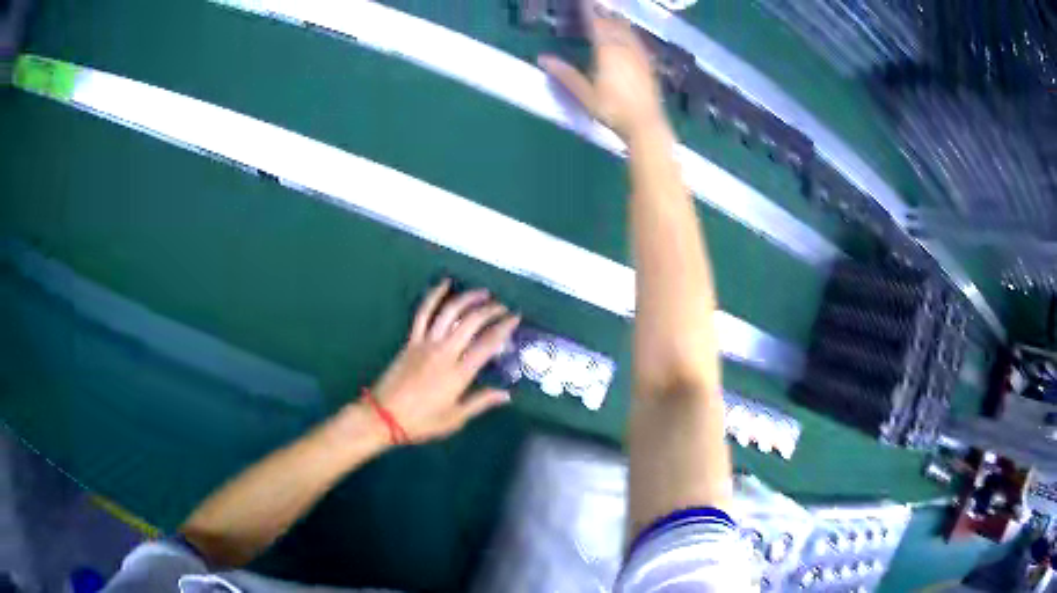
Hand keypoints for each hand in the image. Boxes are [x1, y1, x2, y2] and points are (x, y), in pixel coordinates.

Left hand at [364, 279, 519, 442]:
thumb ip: (481, 402)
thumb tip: (507, 394)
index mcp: (459, 373)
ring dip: (468, 298)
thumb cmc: (422, 421)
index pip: (487, 343)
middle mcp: (444, 352)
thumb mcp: (455, 418)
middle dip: (491, 310)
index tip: (515, 318)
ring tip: (483, 293)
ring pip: (449, 312)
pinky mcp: (411, 340)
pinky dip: (434, 295)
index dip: (504, 327)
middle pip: (471, 322)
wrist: (384, 416)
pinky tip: (444, 284)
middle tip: (503, 307)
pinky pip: (423, 313)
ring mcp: (426, 343)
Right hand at [537, 0, 666, 139]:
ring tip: (609, 14)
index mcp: (607, 51)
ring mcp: (639, 56)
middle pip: (613, 23)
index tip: (582, 1)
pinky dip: (629, 33)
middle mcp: (624, 48)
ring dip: (616, 20)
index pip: (596, 23)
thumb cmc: (612, 110)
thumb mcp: (584, 94)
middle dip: (602, 12)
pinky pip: (637, 41)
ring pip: (627, 30)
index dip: (588, 10)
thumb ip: (565, 74)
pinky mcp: (648, 65)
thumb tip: (542, 59)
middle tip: (594, 5)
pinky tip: (628, 35)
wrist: (645, 125)